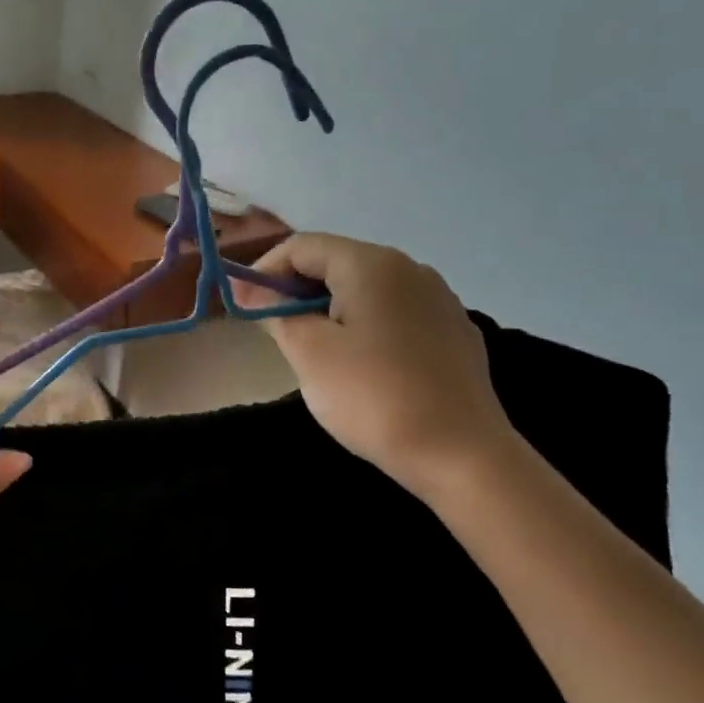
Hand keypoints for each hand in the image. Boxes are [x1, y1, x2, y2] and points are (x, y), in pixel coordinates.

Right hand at [246, 234, 516, 499]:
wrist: (462, 456)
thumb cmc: (374, 397)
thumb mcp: (310, 353)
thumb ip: (278, 313)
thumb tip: (255, 292)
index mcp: (372, 264)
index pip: (303, 246)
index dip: (264, 271)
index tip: (241, 306)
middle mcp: (410, 269)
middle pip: (336, 261)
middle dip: (295, 288)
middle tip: (270, 327)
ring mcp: (438, 299)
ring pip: (366, 288)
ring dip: (328, 306)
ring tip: (310, 346)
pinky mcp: (452, 331)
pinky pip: (394, 312)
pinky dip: (363, 323)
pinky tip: (360, 362)